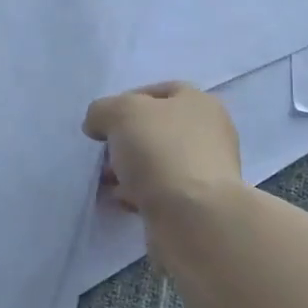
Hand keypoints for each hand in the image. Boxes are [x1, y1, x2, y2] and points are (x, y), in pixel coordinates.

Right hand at [82, 81, 242, 214]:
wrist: (193, 216)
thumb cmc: (161, 150)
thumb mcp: (121, 112)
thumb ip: (103, 110)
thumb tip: (98, 126)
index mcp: (200, 103)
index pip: (160, 91)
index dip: (127, 100)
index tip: (104, 121)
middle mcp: (209, 134)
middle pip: (156, 129)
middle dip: (125, 140)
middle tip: (104, 153)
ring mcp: (205, 172)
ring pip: (156, 162)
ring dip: (129, 170)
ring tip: (106, 181)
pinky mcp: (197, 205)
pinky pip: (159, 192)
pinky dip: (139, 194)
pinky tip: (123, 201)